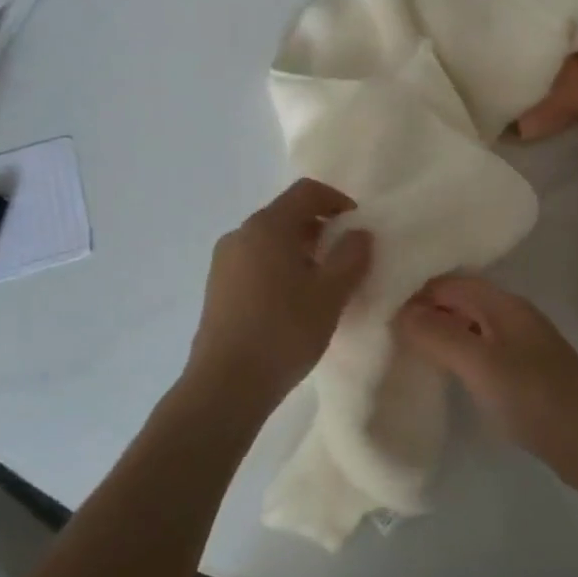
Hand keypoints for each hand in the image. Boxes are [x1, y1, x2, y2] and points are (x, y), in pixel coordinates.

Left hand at [186, 179, 372, 412]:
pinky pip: (255, 261)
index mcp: (267, 226)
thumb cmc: (284, 331)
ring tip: (321, 283)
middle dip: (320, 228)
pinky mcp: (217, 287)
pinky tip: (292, 302)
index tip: (357, 226)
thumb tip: (359, 233)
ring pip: (270, 240)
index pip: (306, 191)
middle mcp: (241, 234)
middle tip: (344, 257)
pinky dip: (279, 267)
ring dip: (299, 250)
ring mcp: (224, 261)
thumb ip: (351, 257)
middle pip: (286, 214)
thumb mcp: (330, 294)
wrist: (226, 385)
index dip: (337, 200)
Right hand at [394, 276, 577, 485]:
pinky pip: (479, 349)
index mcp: (503, 304)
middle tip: (382, 325)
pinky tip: (439, 370)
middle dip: (424, 309)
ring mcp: (519, 343)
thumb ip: (440, 335)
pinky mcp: (522, 371)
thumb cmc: (535, 397)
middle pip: (459, 301)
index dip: (415, 288)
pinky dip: (456, 353)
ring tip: (401, 345)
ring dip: (439, 332)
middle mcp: (511, 315)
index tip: (378, 302)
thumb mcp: (481, 365)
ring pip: (469, 326)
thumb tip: (400, 311)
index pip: (450, 281)